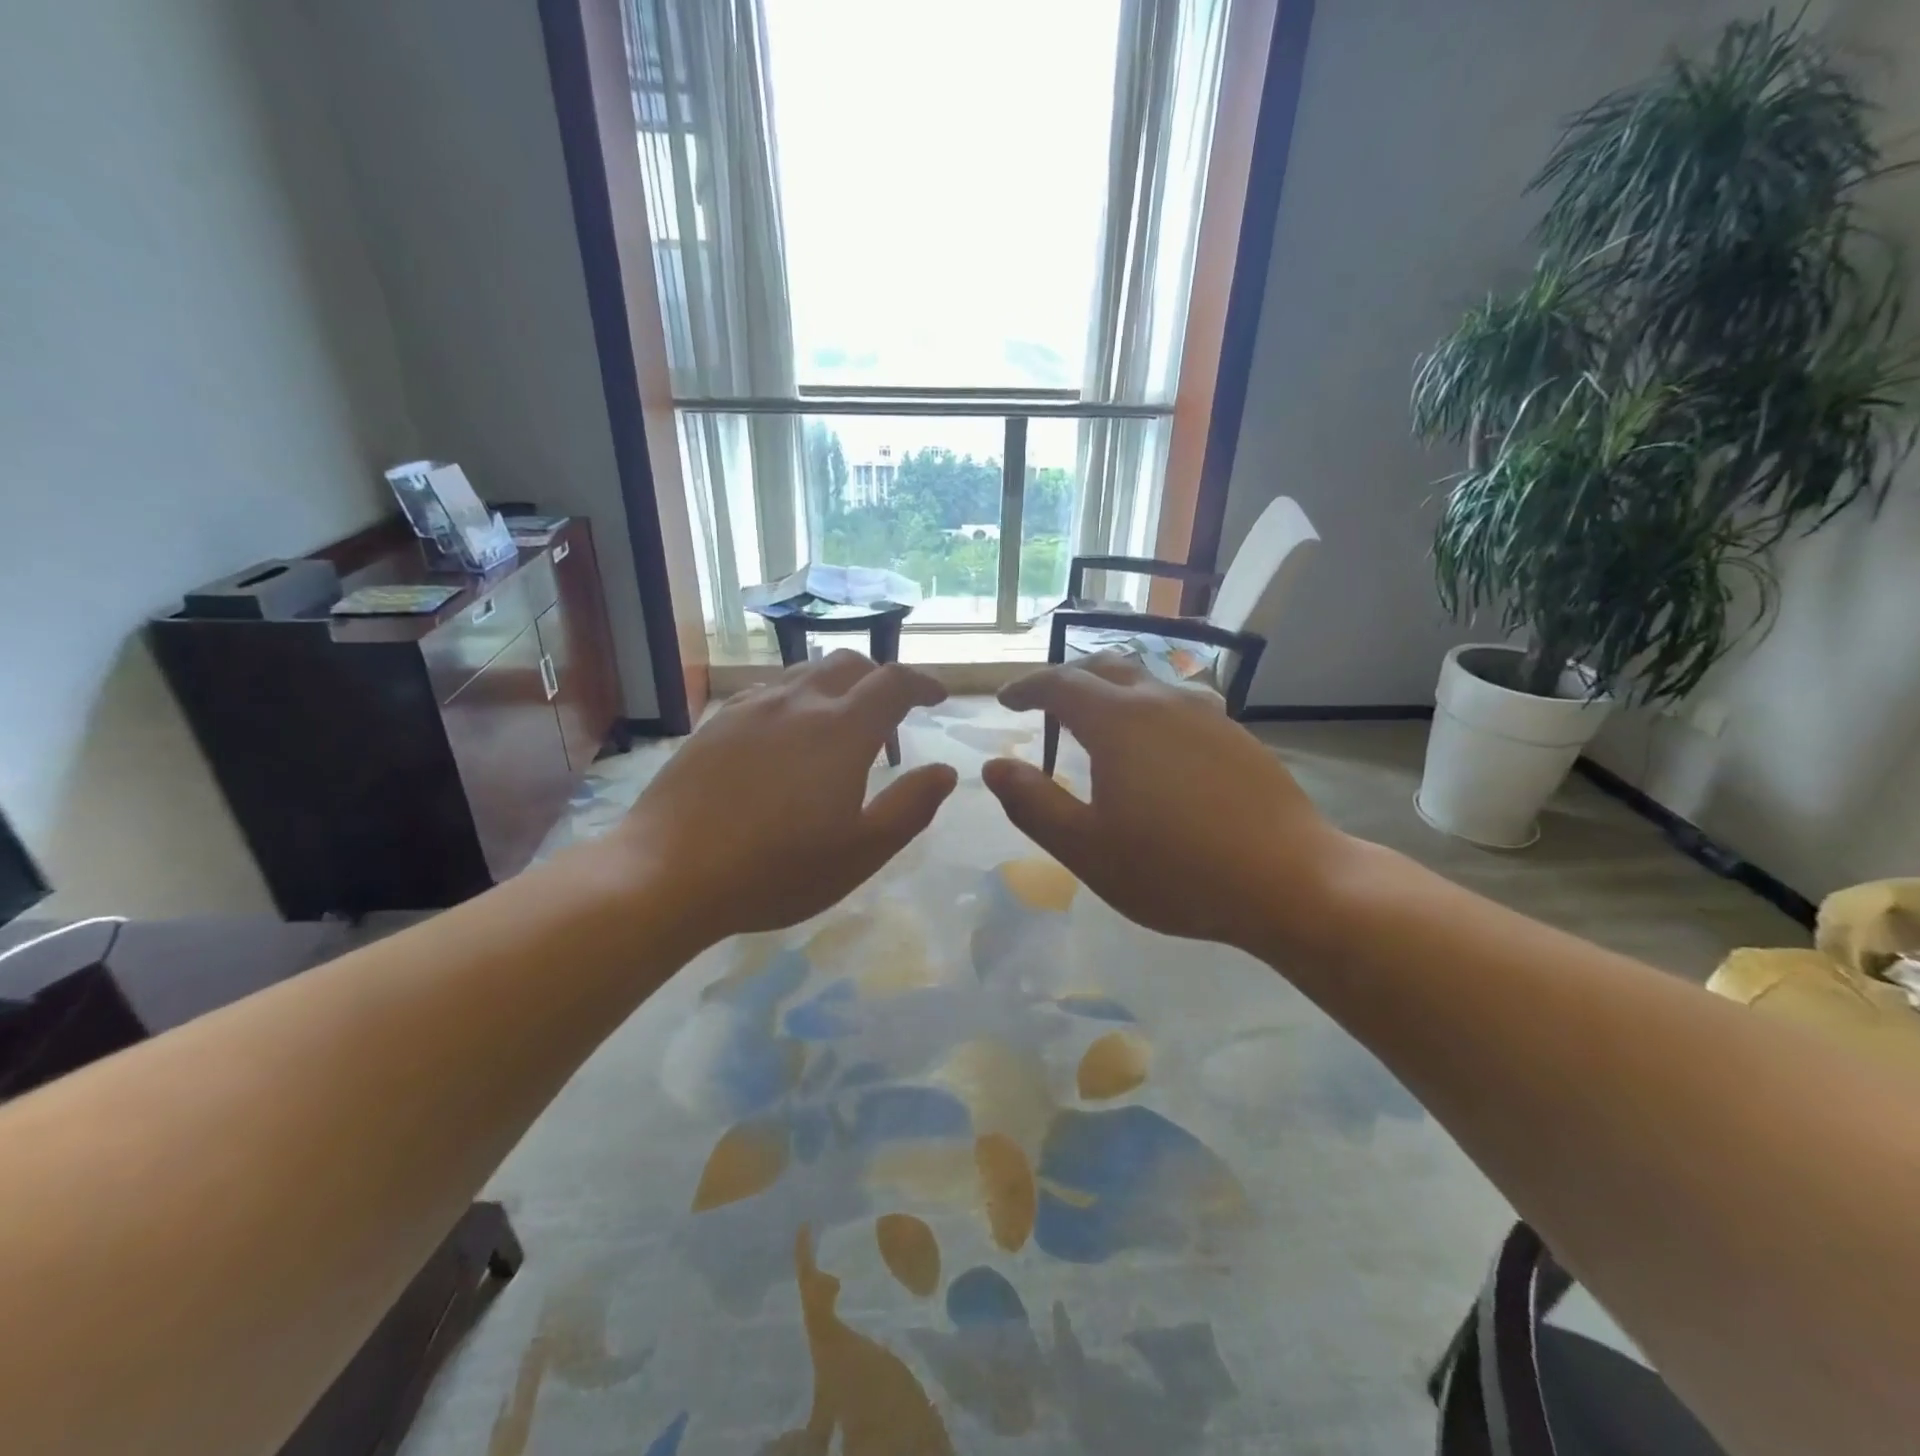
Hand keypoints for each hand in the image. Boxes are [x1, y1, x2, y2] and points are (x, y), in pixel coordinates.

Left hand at [609, 653, 956, 946]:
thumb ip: (910, 807)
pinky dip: (795, 699)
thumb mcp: (862, 851)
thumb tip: (945, 772)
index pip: (894, 681)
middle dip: (879, 678)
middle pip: (848, 664)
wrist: (668, 872)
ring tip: (839, 722)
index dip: (922, 683)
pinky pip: (768, 692)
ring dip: (835, 686)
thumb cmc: (777, 868)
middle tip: (890, 712)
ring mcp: (751, 708)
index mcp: (842, 729)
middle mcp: (799, 702)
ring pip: (804, 674)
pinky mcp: (716, 723)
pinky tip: (785, 735)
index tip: (936, 697)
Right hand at [982, 655, 1353, 955]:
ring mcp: (1206, 715)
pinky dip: (1147, 712)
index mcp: (1118, 721)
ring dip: (1110, 694)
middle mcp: (1162, 702)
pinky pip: (1178, 706)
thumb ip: (1033, 803)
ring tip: (1097, 727)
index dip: (1026, 687)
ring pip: (1146, 684)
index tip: (1006, 701)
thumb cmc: (1175, 869)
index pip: (1059, 683)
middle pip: (1104, 669)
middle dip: (1067, 681)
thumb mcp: (1087, 848)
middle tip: (1046, 709)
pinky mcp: (1237, 736)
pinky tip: (1155, 751)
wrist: (1290, 882)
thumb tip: (993, 767)